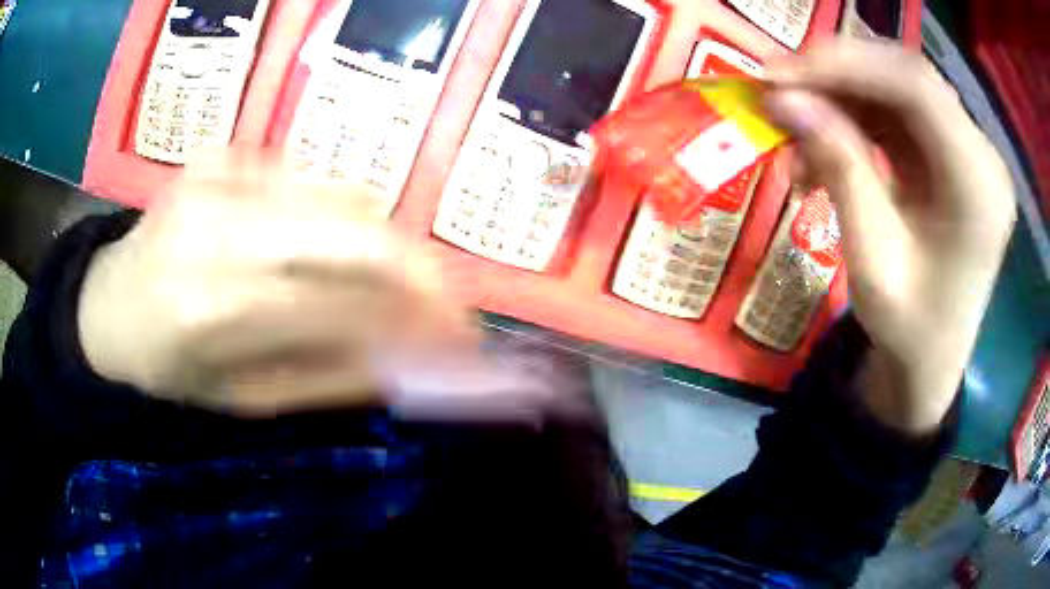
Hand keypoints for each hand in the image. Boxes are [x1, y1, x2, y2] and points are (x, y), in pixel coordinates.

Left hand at [78, 152, 478, 415]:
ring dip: (387, 241)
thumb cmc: (164, 365)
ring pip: (342, 194)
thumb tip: (406, 362)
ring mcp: (220, 174)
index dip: (414, 321)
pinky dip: (341, 216)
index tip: (459, 340)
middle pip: (354, 229)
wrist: (107, 301)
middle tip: (449, 302)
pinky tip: (334, 248)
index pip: (343, 304)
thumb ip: (326, 379)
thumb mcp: (240, 399)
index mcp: (211, 306)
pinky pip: (311, 177)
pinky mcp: (225, 152)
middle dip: (421, 268)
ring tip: (399, 282)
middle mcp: (218, 225)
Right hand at [763, 41, 1015, 432]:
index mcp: (978, 187)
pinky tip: (826, 146)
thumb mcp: (871, 260)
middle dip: (838, 74)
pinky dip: (856, 119)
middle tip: (780, 89)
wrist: (932, 361)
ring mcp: (969, 152)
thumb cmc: (909, 330)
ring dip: (843, 98)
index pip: (915, 87)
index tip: (779, 75)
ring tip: (797, 128)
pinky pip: (899, 114)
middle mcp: (982, 156)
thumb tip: (783, 99)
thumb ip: (838, 169)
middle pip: (907, 77)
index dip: (845, 66)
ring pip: (898, 88)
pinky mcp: (952, 155)